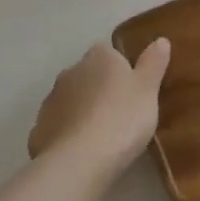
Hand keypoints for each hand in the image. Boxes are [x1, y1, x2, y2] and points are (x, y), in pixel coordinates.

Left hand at [28, 39, 170, 178]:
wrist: (79, 160)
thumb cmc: (122, 118)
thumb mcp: (148, 90)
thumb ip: (153, 63)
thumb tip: (160, 40)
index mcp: (99, 57)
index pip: (110, 53)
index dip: (121, 70)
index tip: (133, 91)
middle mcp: (71, 71)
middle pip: (89, 76)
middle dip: (100, 90)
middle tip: (121, 114)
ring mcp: (51, 100)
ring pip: (71, 101)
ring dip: (83, 112)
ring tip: (102, 137)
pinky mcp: (39, 129)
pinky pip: (59, 127)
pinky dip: (68, 135)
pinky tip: (81, 153)